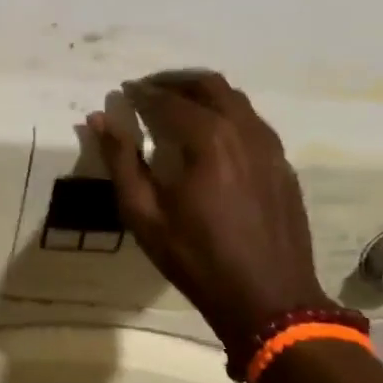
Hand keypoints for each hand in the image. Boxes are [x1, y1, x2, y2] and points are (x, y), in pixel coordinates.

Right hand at [87, 72, 330, 350]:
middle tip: (148, 90)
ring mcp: (271, 148)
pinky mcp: (283, 166)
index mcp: (208, 140)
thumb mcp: (143, 214)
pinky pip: (253, 123)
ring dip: (203, 95)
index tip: (123, 92)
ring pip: (237, 101)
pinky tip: (209, 139)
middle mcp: (244, 132)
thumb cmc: (196, 258)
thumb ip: (121, 160)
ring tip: (176, 108)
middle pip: (210, 85)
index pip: (169, 100)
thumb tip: (99, 119)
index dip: (142, 92)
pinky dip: (226, 116)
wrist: (269, 300)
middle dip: (175, 82)